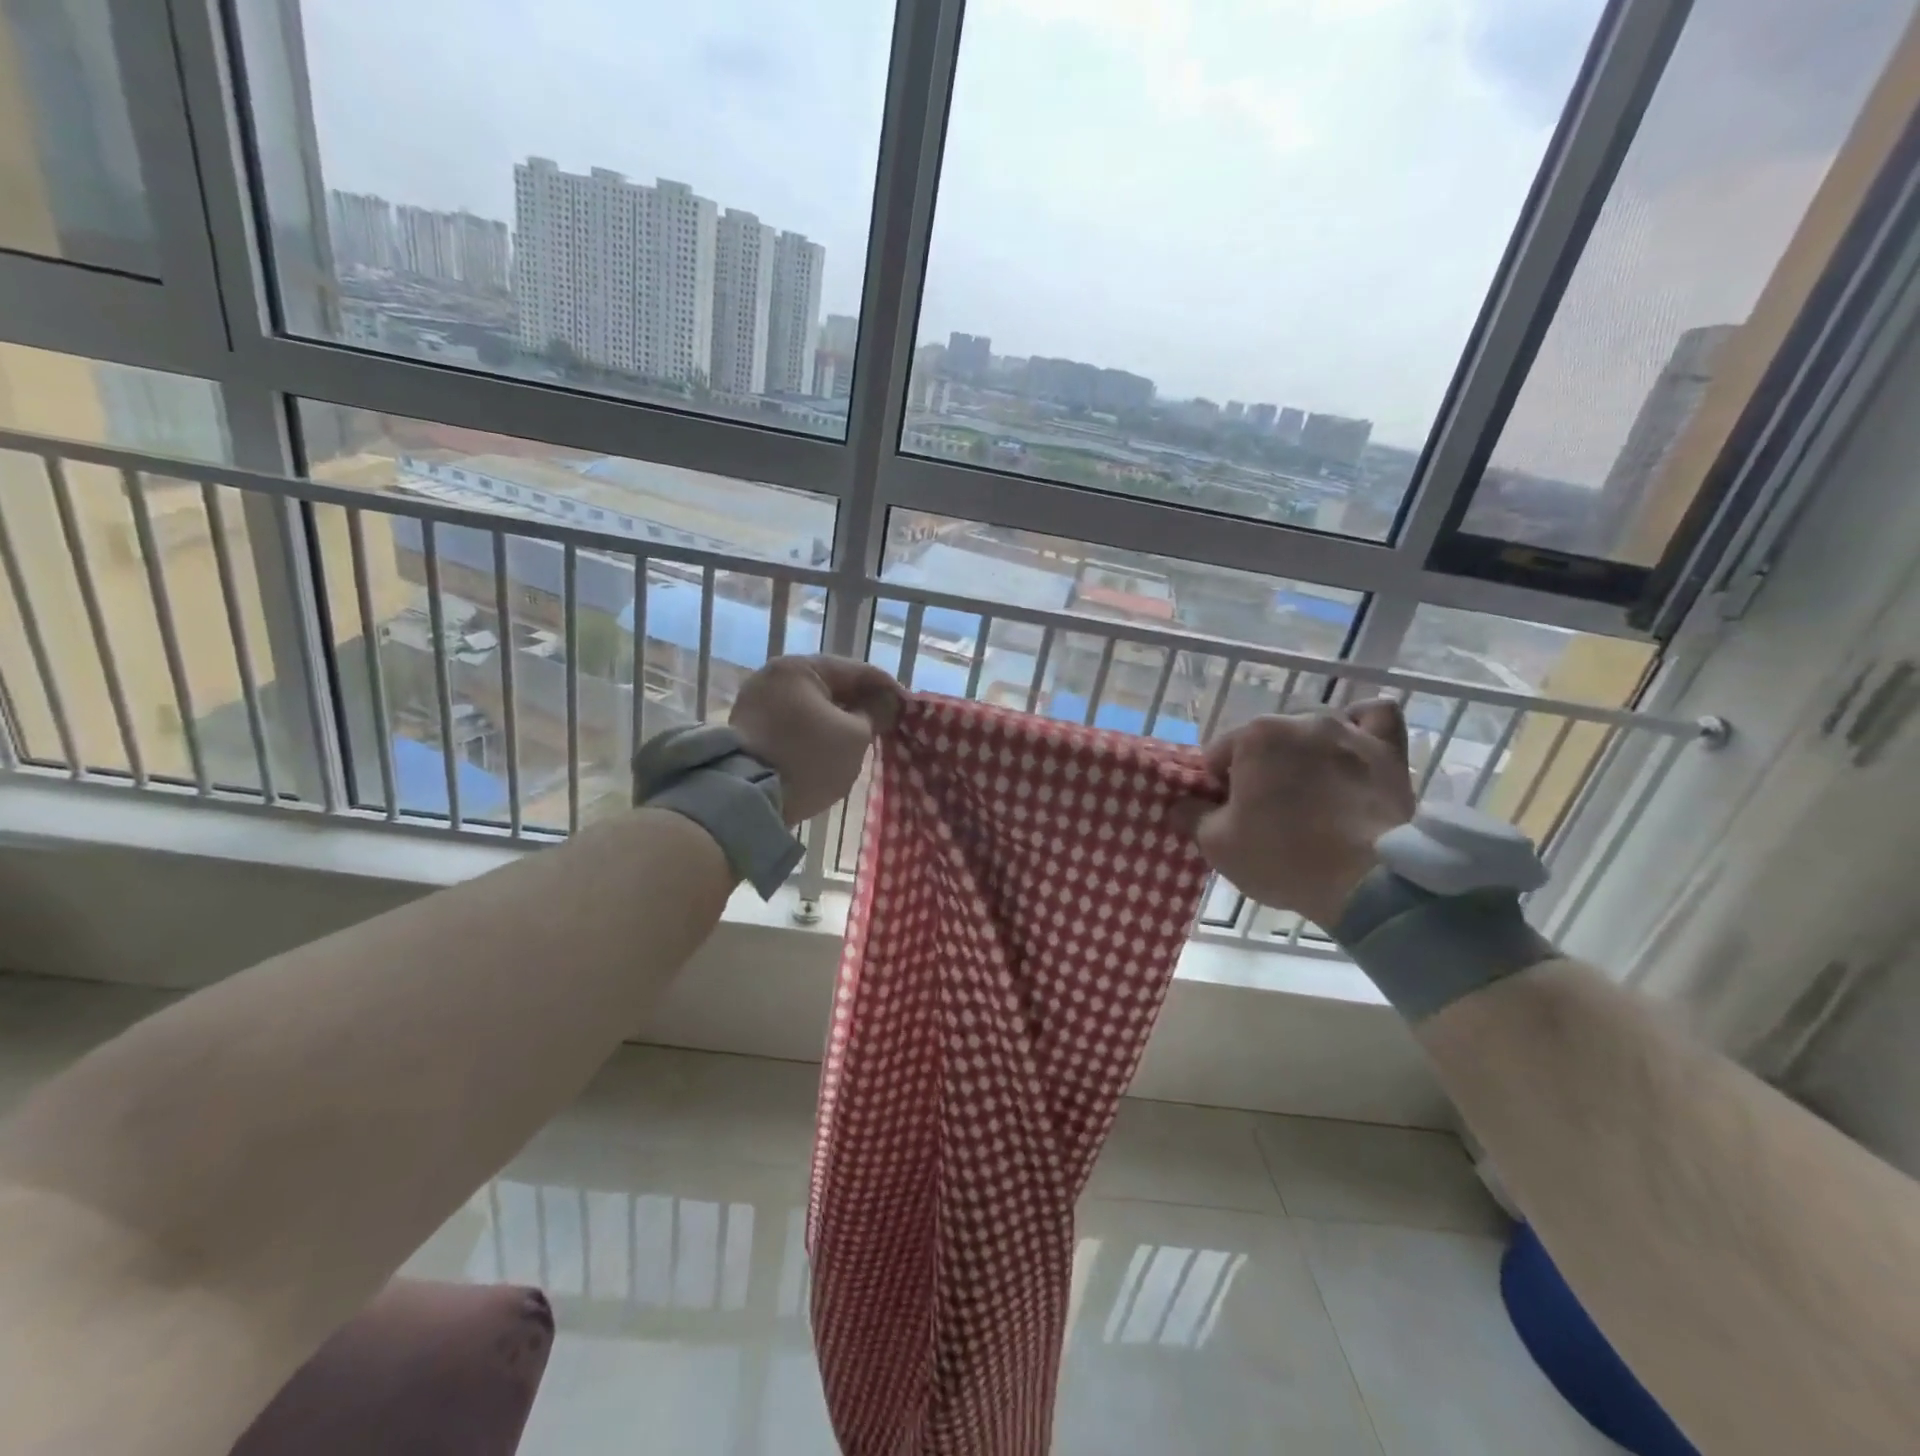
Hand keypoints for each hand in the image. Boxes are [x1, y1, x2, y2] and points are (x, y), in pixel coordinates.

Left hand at [730, 655, 903, 823]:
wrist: (747, 799)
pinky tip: (832, 744)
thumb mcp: (855, 736)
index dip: (886, 687)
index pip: (856, 670)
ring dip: (838, 716)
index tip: (908, 707)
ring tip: (863, 735)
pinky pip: (794, 720)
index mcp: (800, 668)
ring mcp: (756, 701)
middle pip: (830, 684)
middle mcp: (774, 676)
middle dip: (860, 702)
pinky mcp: (749, 727)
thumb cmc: (808, 759)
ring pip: (811, 703)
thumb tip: (885, 701)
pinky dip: (816, 728)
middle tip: (887, 722)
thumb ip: (874, 713)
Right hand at [1179, 700, 1414, 928]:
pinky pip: (1374, 717)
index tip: (1228, 816)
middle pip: (1265, 742)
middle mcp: (1300, 720)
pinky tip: (1351, 746)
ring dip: (1304, 751)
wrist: (1367, 883)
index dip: (1218, 788)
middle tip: (1267, 812)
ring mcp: (1348, 731)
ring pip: (1313, 728)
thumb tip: (1179, 804)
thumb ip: (1191, 815)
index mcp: (1254, 736)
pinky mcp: (1389, 750)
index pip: (1219, 756)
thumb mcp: (1217, 845)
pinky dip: (1359, 727)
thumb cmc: (1282, 857)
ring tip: (1310, 789)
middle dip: (1260, 769)